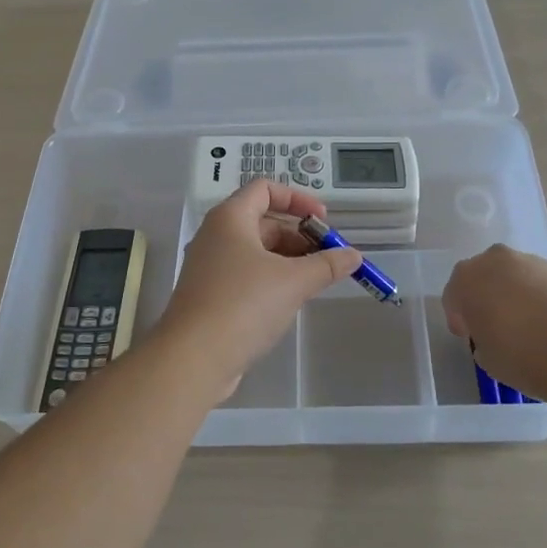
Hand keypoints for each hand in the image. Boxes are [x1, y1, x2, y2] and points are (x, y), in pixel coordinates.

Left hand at [160, 181, 361, 393]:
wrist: (192, 358)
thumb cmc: (243, 305)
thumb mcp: (293, 281)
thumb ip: (327, 264)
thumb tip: (354, 255)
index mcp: (230, 218)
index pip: (265, 188)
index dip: (298, 199)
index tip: (323, 220)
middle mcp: (216, 235)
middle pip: (263, 220)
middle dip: (299, 235)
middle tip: (327, 257)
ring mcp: (209, 266)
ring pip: (256, 250)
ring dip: (288, 259)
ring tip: (316, 280)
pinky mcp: (209, 294)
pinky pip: (246, 274)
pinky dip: (271, 278)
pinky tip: (290, 300)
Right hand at [441, 244, 546, 404]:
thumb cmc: (522, 356)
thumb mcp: (487, 359)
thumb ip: (482, 341)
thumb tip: (492, 337)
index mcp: (466, 279)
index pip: (453, 296)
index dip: (459, 318)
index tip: (469, 337)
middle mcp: (493, 261)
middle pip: (481, 277)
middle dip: (483, 297)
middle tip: (493, 327)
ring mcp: (528, 261)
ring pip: (510, 276)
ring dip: (511, 294)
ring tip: (525, 327)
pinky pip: (536, 282)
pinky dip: (536, 297)